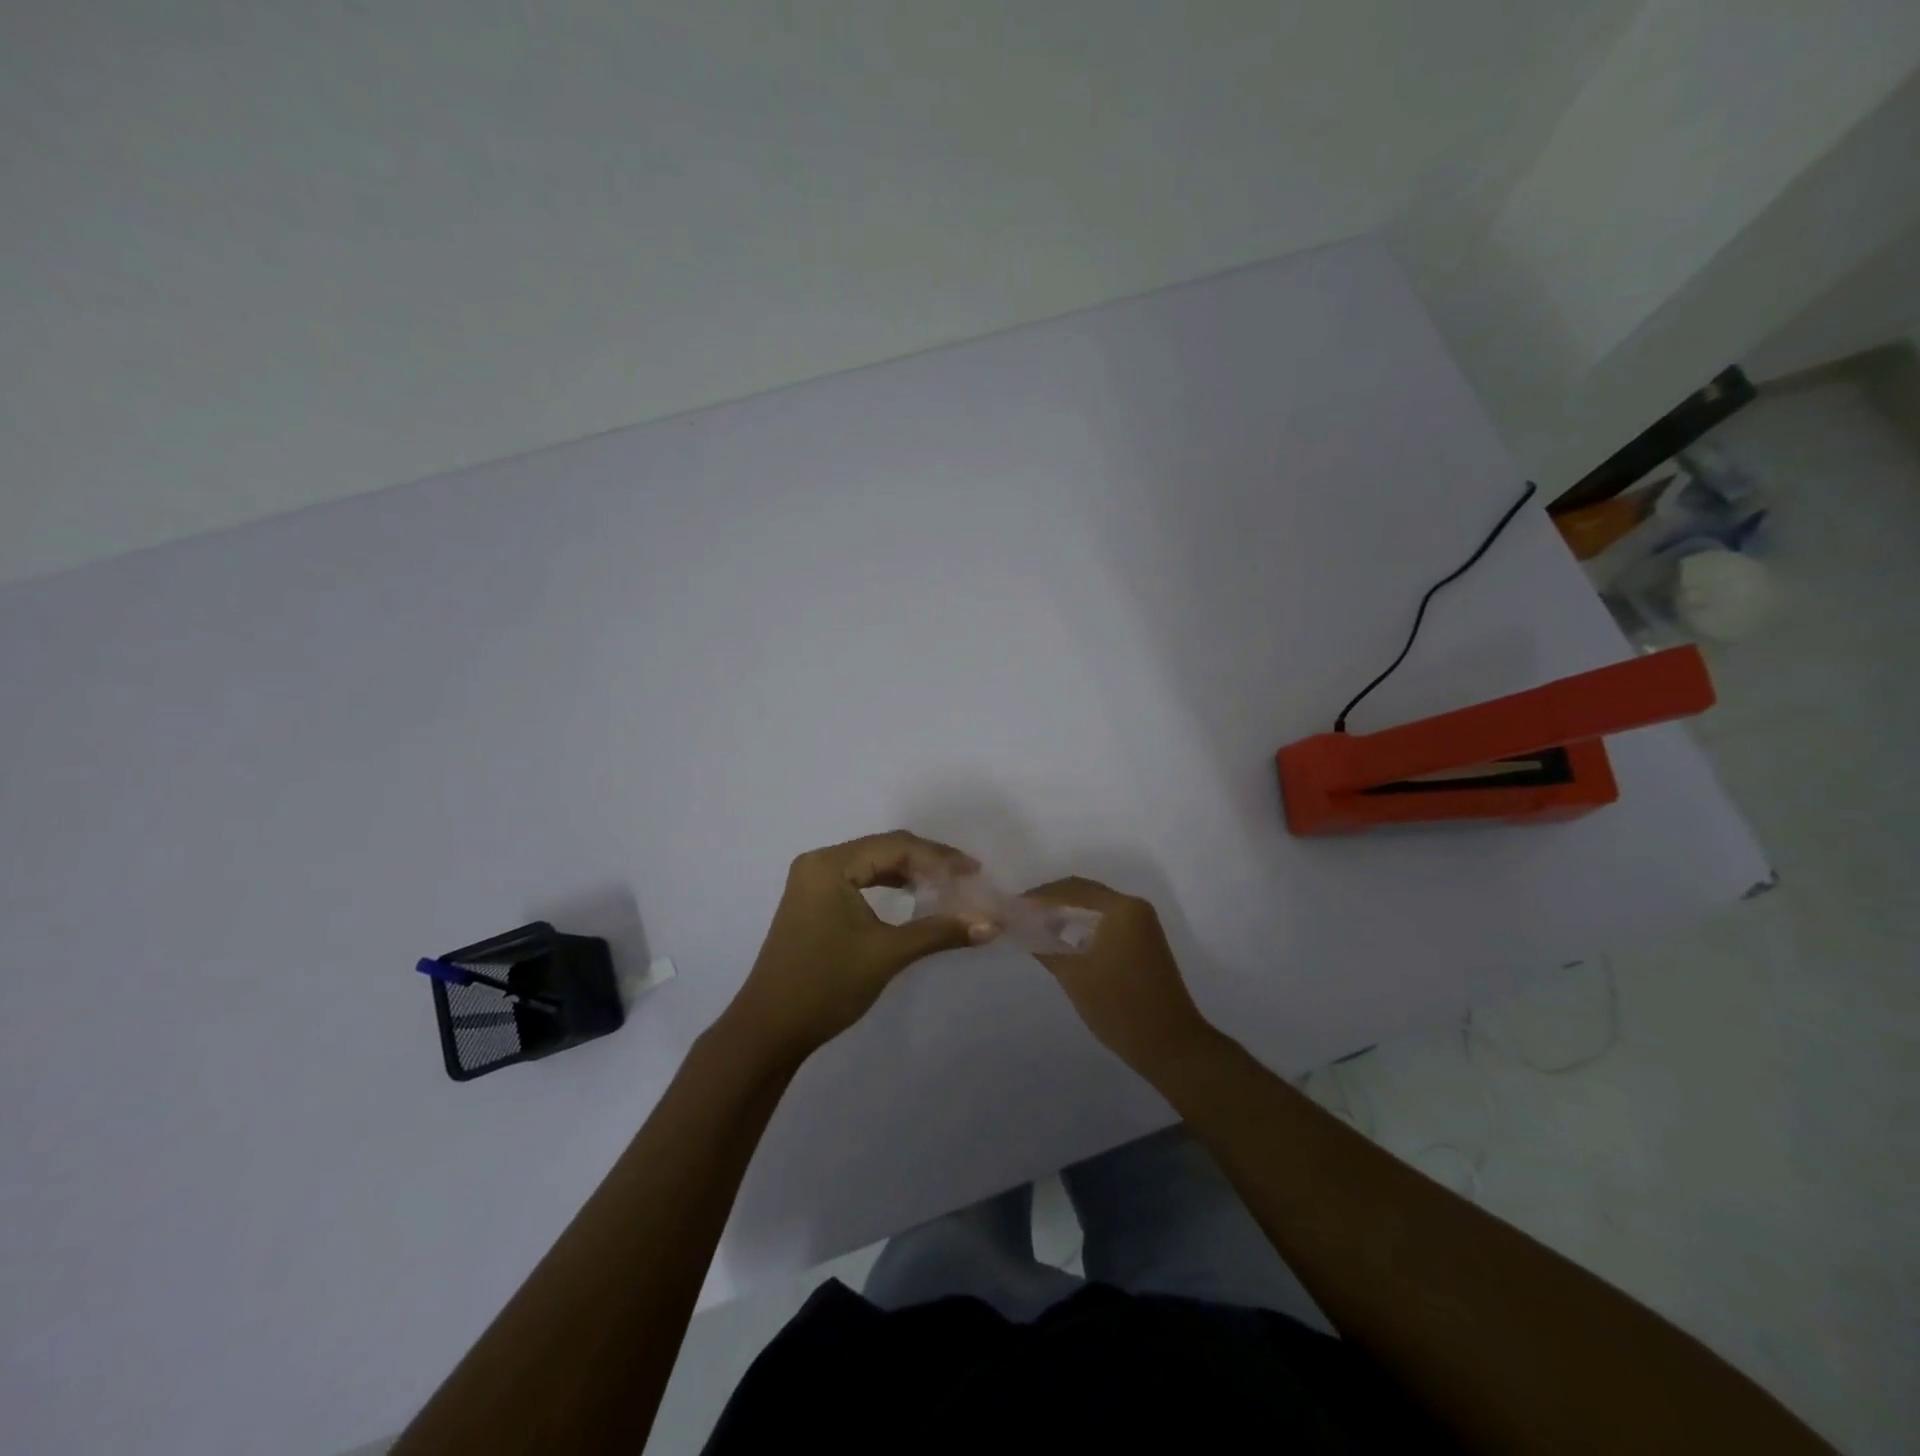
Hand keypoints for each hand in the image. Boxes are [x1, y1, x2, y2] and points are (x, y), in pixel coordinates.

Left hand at [726, 832, 990, 1059]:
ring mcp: (813, 882)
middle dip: (927, 863)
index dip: (940, 858)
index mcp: (830, 864)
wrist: (769, 1030)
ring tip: (946, 888)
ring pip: (872, 864)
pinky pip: (859, 881)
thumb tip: (991, 924)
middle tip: (966, 879)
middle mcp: (819, 863)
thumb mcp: (887, 954)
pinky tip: (911, 898)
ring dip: (909, 873)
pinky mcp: (813, 902)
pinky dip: (888, 886)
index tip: (976, 872)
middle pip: (884, 849)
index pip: (896, 846)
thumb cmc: (825, 985)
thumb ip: (939, 932)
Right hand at [1023, 877, 1217, 1073]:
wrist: (1171, 1046)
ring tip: (1035, 927)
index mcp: (1120, 908)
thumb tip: (1016, 926)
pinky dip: (1083, 926)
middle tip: (1020, 915)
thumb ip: (1043, 945)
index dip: (1038, 896)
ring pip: (1096, 908)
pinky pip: (1107, 922)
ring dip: (1067, 914)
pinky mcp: (1145, 942)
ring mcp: (1143, 925)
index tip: (1012, 907)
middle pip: (1084, 893)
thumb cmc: (1120, 1007)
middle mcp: (1134, 907)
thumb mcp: (1074, 976)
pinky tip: (1062, 941)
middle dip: (1051, 902)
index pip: (1071, 889)